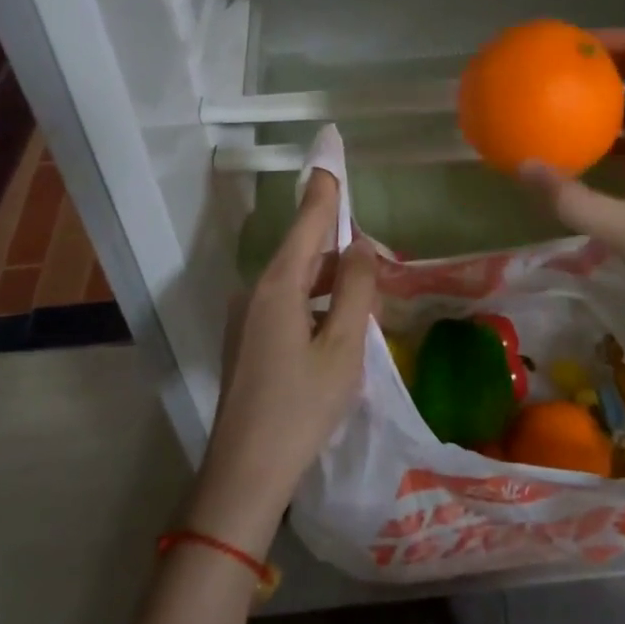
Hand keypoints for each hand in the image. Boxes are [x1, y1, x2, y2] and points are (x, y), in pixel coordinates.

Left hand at [187, 170, 376, 555]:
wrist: (245, 473)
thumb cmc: (301, 407)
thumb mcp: (343, 347)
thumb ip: (355, 289)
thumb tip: (361, 246)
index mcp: (279, 284)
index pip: (308, 220)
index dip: (325, 187)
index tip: (331, 150)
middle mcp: (258, 290)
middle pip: (303, 249)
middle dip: (339, 244)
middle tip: (379, 259)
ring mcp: (249, 316)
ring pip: (297, 279)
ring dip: (331, 278)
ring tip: (367, 291)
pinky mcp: (250, 340)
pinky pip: (289, 302)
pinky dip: (317, 300)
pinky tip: (339, 323)